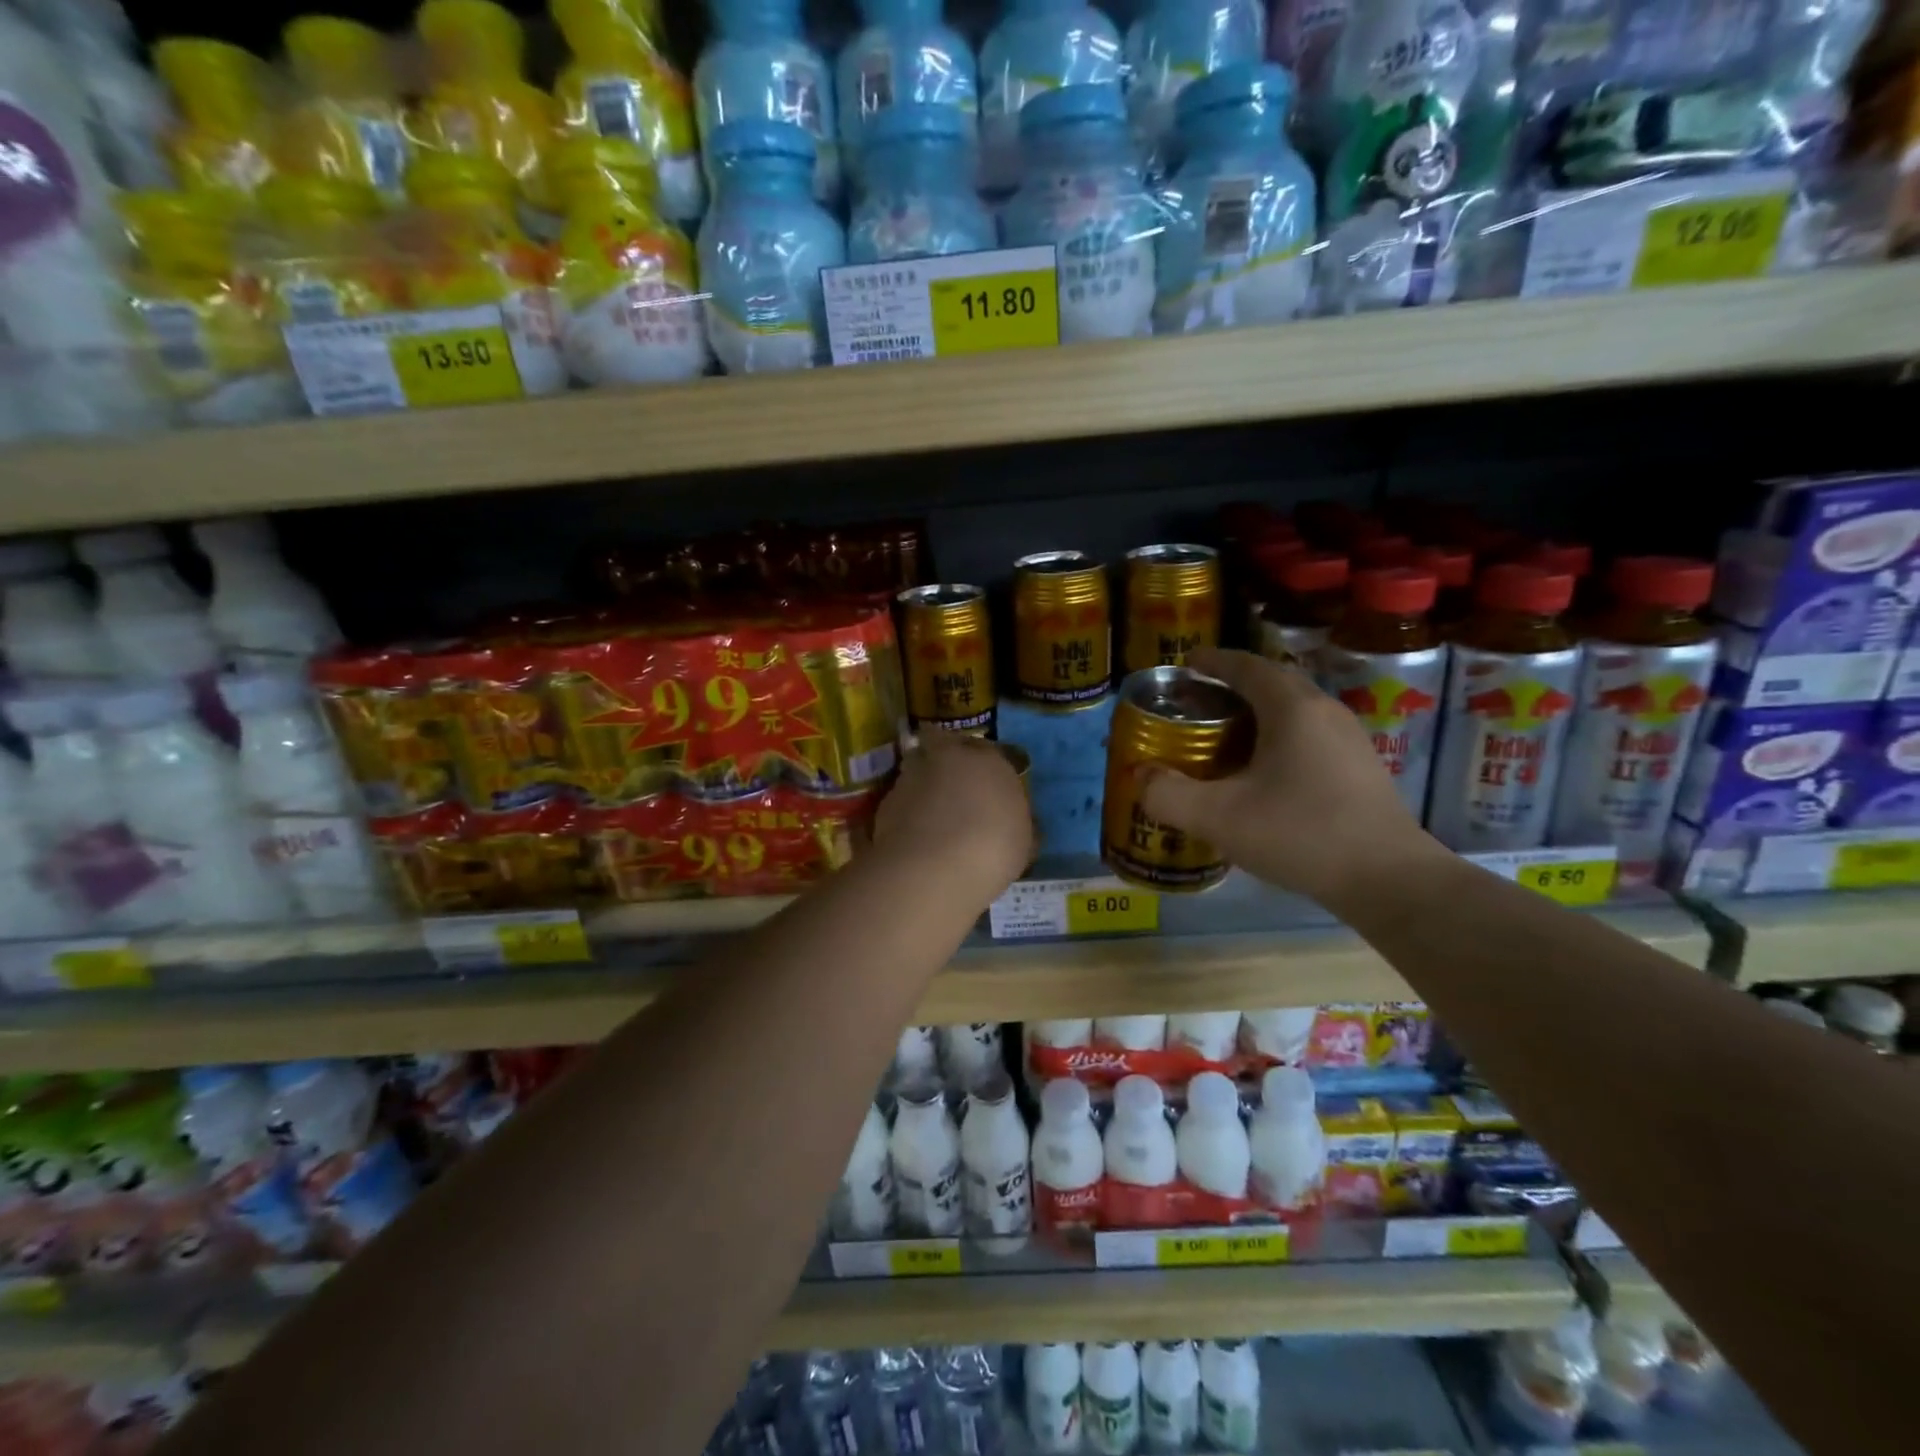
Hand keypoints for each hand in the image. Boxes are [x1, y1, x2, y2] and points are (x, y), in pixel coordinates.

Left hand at [875, 730, 1032, 905]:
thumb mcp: (1023, 839)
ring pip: (917, 769)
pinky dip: (906, 811)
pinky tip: (914, 836)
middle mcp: (948, 757)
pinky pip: (901, 800)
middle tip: (953, 788)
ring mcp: (912, 775)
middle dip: (945, 760)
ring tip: (930, 815)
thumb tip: (1011, 819)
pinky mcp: (886, 800)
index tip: (986, 784)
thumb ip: (1014, 819)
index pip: (987, 749)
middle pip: (942, 746)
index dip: (984, 766)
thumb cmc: (994, 849)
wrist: (935, 868)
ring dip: (922, 784)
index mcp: (989, 759)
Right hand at [1138, 648, 1442, 906]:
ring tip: (1225, 735)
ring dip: (1258, 712)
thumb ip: (1168, 795)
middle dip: (1233, 685)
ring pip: (1295, 709)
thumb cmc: (1301, 834)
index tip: (1187, 664)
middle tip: (1198, 702)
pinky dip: (1279, 736)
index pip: (1247, 666)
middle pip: (1273, 683)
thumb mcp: (1220, 818)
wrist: (1389, 879)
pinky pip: (1310, 733)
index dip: (1214, 661)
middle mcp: (1324, 711)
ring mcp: (1349, 738)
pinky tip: (1263, 771)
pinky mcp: (1360, 766)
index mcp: (1291, 708)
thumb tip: (1139, 776)